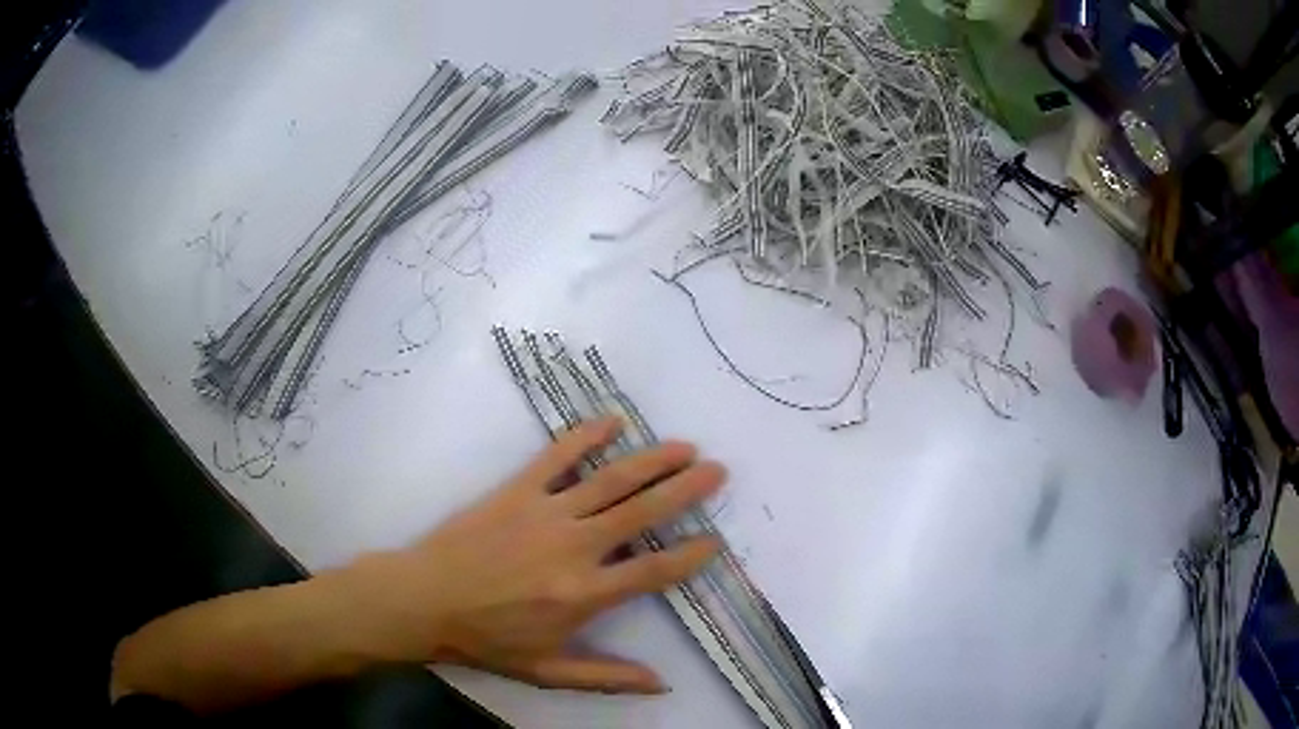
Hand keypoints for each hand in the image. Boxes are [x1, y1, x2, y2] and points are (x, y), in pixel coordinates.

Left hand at [339, 417, 724, 693]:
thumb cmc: (486, 640)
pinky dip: (586, 436)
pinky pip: (557, 457)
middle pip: (642, 513)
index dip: (691, 555)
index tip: (716, 541)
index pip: (654, 571)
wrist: (423, 600)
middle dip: (685, 490)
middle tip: (717, 470)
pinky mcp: (516, 490)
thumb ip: (606, 677)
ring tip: (684, 447)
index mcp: (583, 595)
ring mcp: (545, 513)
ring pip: (610, 480)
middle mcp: (573, 548)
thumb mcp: (547, 671)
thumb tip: (662, 684)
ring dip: (652, 460)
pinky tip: (612, 421)